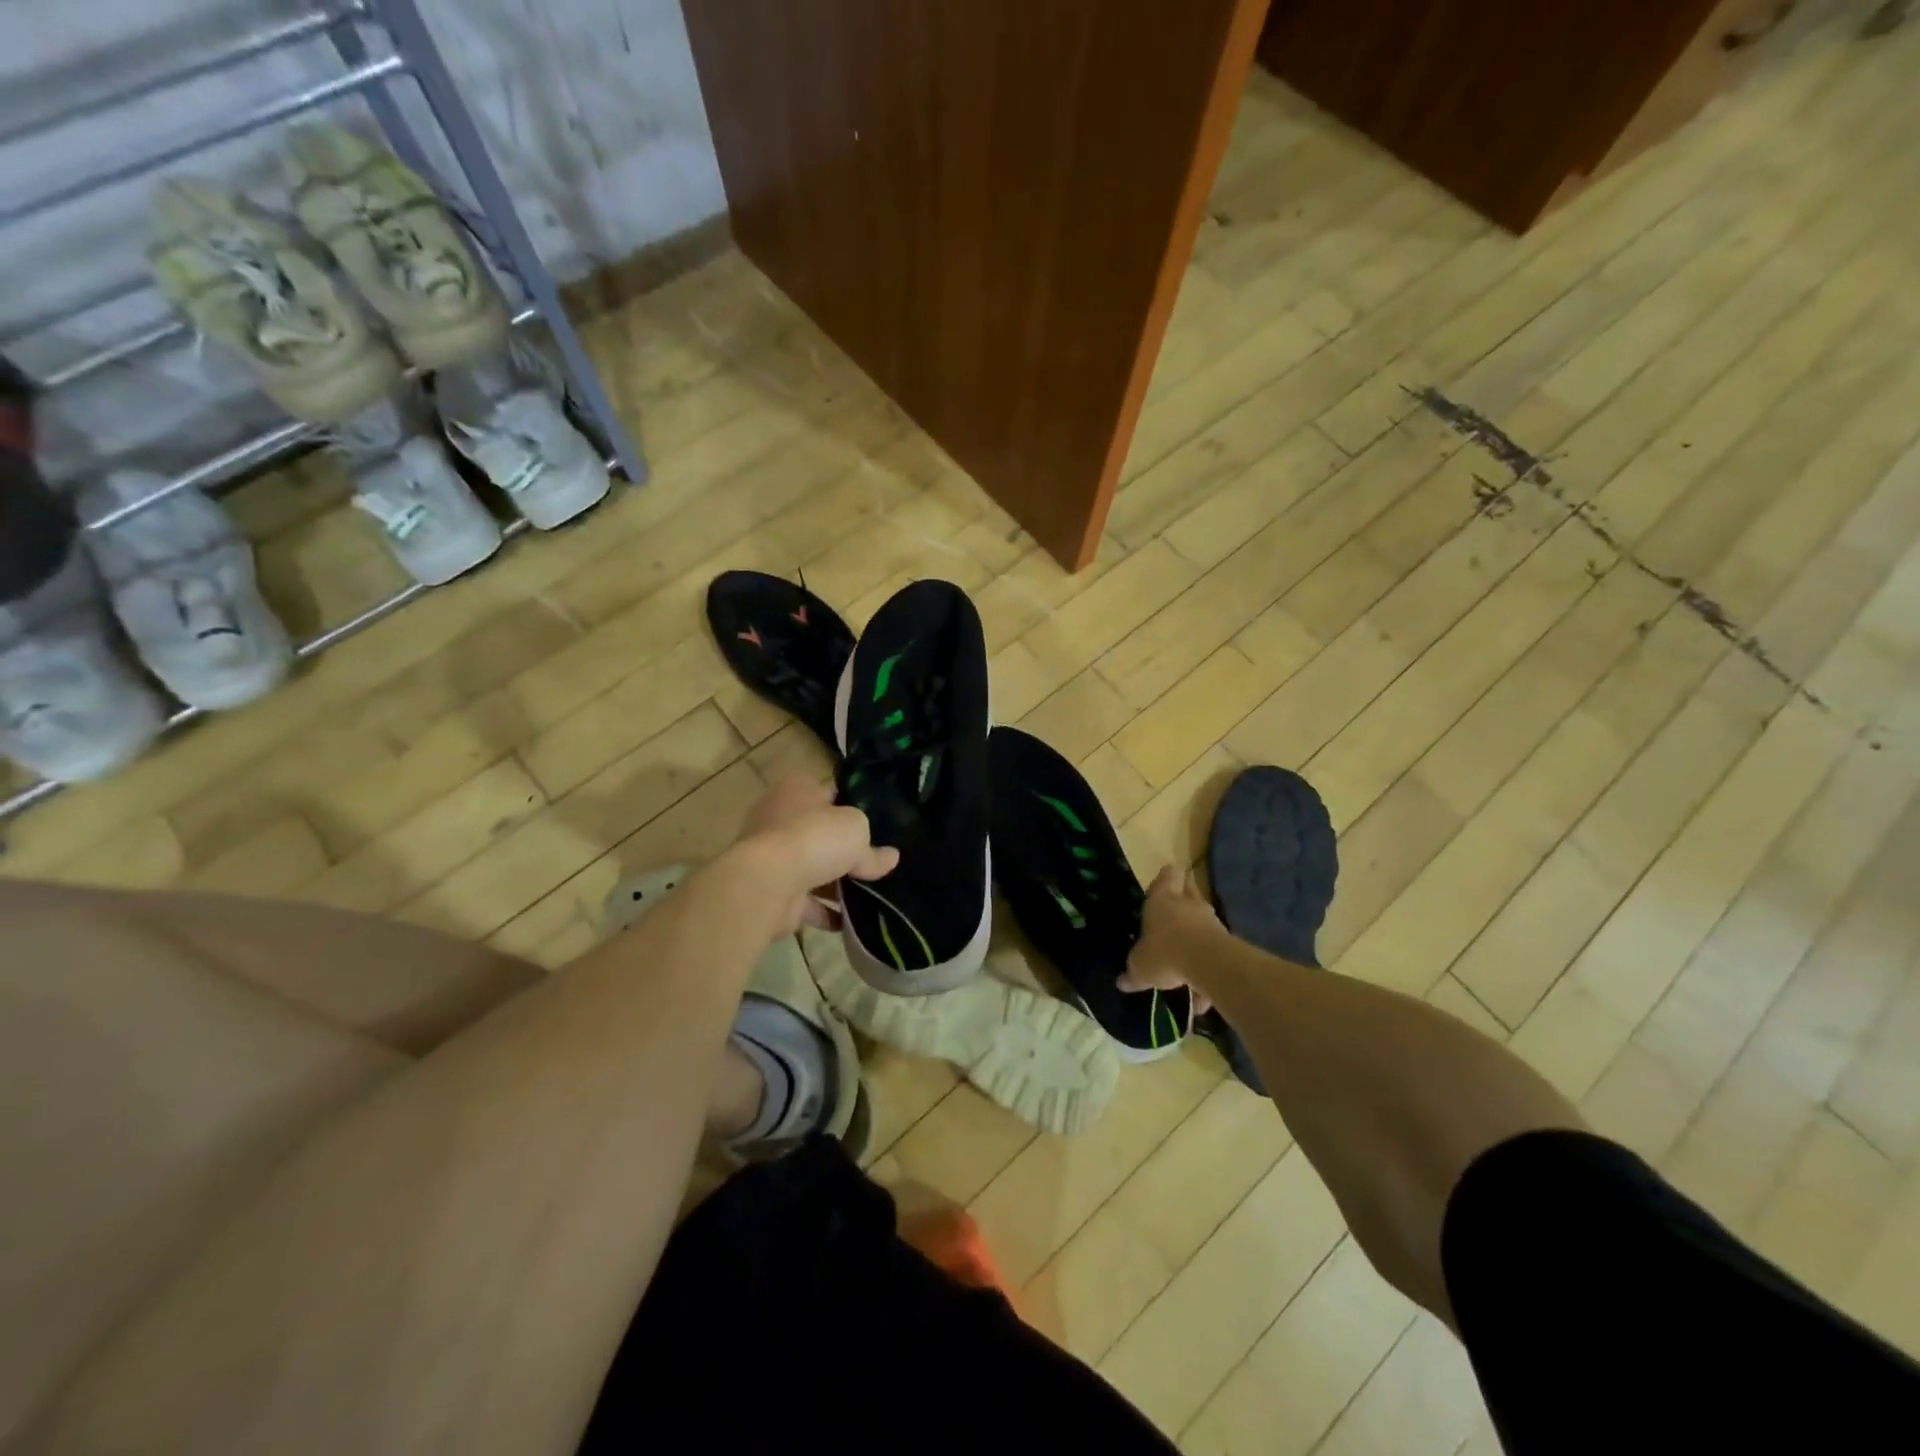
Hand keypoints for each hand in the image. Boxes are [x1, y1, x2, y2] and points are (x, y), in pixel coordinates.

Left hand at [728, 775, 898, 936]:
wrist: (769, 882)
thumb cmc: (814, 838)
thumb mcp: (856, 830)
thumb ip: (873, 848)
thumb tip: (890, 858)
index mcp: (797, 789)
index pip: (829, 793)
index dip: (853, 806)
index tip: (877, 824)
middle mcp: (780, 818)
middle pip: (820, 833)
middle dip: (844, 849)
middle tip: (877, 862)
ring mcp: (774, 857)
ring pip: (813, 868)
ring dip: (837, 884)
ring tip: (873, 895)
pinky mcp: (774, 891)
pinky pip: (808, 902)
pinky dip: (827, 912)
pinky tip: (853, 922)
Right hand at [1120, 865, 1223, 1011]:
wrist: (1208, 963)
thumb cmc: (1164, 952)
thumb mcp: (1140, 966)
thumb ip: (1133, 971)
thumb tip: (1122, 981)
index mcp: (1161, 900)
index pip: (1168, 875)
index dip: (1167, 877)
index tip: (1165, 883)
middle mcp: (1188, 904)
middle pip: (1188, 894)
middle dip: (1183, 906)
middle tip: (1172, 922)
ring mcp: (1211, 922)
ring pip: (1202, 925)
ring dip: (1195, 940)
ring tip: (1184, 967)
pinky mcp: (1228, 942)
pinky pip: (1213, 954)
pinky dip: (1207, 971)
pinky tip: (1200, 999)